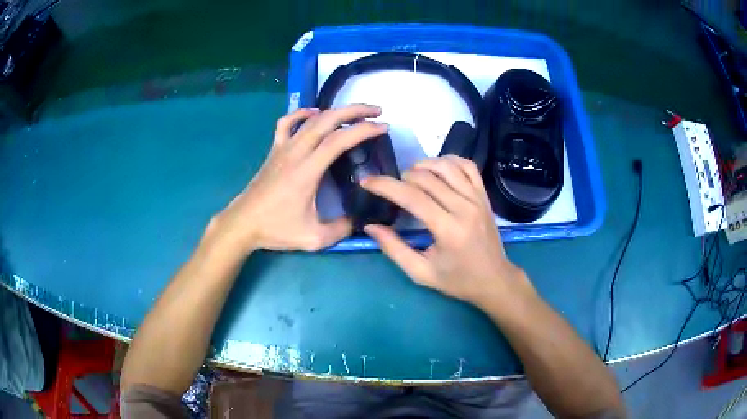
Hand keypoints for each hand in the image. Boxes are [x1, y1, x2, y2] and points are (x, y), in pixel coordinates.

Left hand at [208, 104, 386, 253]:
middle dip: (355, 111)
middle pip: (327, 120)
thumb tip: (359, 219)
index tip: (383, 128)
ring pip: (310, 119)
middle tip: (376, 112)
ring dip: (335, 111)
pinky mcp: (274, 150)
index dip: (363, 130)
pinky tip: (314, 113)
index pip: (339, 141)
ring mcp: (283, 148)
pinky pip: (286, 123)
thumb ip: (341, 229)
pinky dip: (302, 113)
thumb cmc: (276, 229)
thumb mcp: (314, 238)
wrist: (243, 223)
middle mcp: (296, 153)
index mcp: (307, 171)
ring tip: (353, 112)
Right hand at [361, 156, 532, 307]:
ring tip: (410, 176)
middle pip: (426, 178)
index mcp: (448, 230)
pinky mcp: (484, 195)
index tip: (367, 182)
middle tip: (391, 188)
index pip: (412, 197)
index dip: (385, 186)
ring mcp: (477, 198)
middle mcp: (464, 207)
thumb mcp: (421, 273)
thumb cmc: (457, 280)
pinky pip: (467, 166)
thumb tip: (370, 226)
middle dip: (401, 177)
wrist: (494, 280)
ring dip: (423, 165)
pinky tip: (437, 168)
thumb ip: (394, 249)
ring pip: (446, 166)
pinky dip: (449, 161)